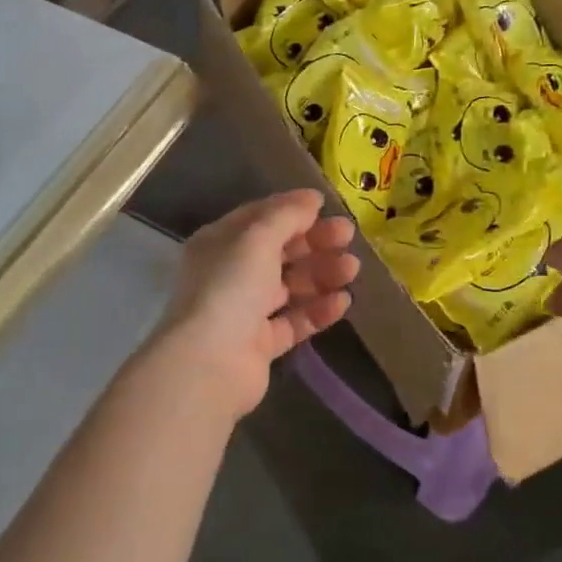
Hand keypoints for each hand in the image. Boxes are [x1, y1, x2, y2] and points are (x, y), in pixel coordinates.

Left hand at [147, 189, 359, 417]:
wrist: (209, 363)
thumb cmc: (230, 287)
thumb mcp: (257, 238)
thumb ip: (287, 215)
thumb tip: (312, 197)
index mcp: (220, 242)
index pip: (259, 218)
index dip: (293, 209)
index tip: (327, 206)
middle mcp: (229, 273)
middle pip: (278, 251)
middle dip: (314, 241)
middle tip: (348, 236)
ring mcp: (244, 311)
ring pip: (289, 286)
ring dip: (321, 274)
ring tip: (352, 269)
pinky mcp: (260, 345)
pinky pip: (294, 321)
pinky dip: (317, 311)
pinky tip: (342, 302)